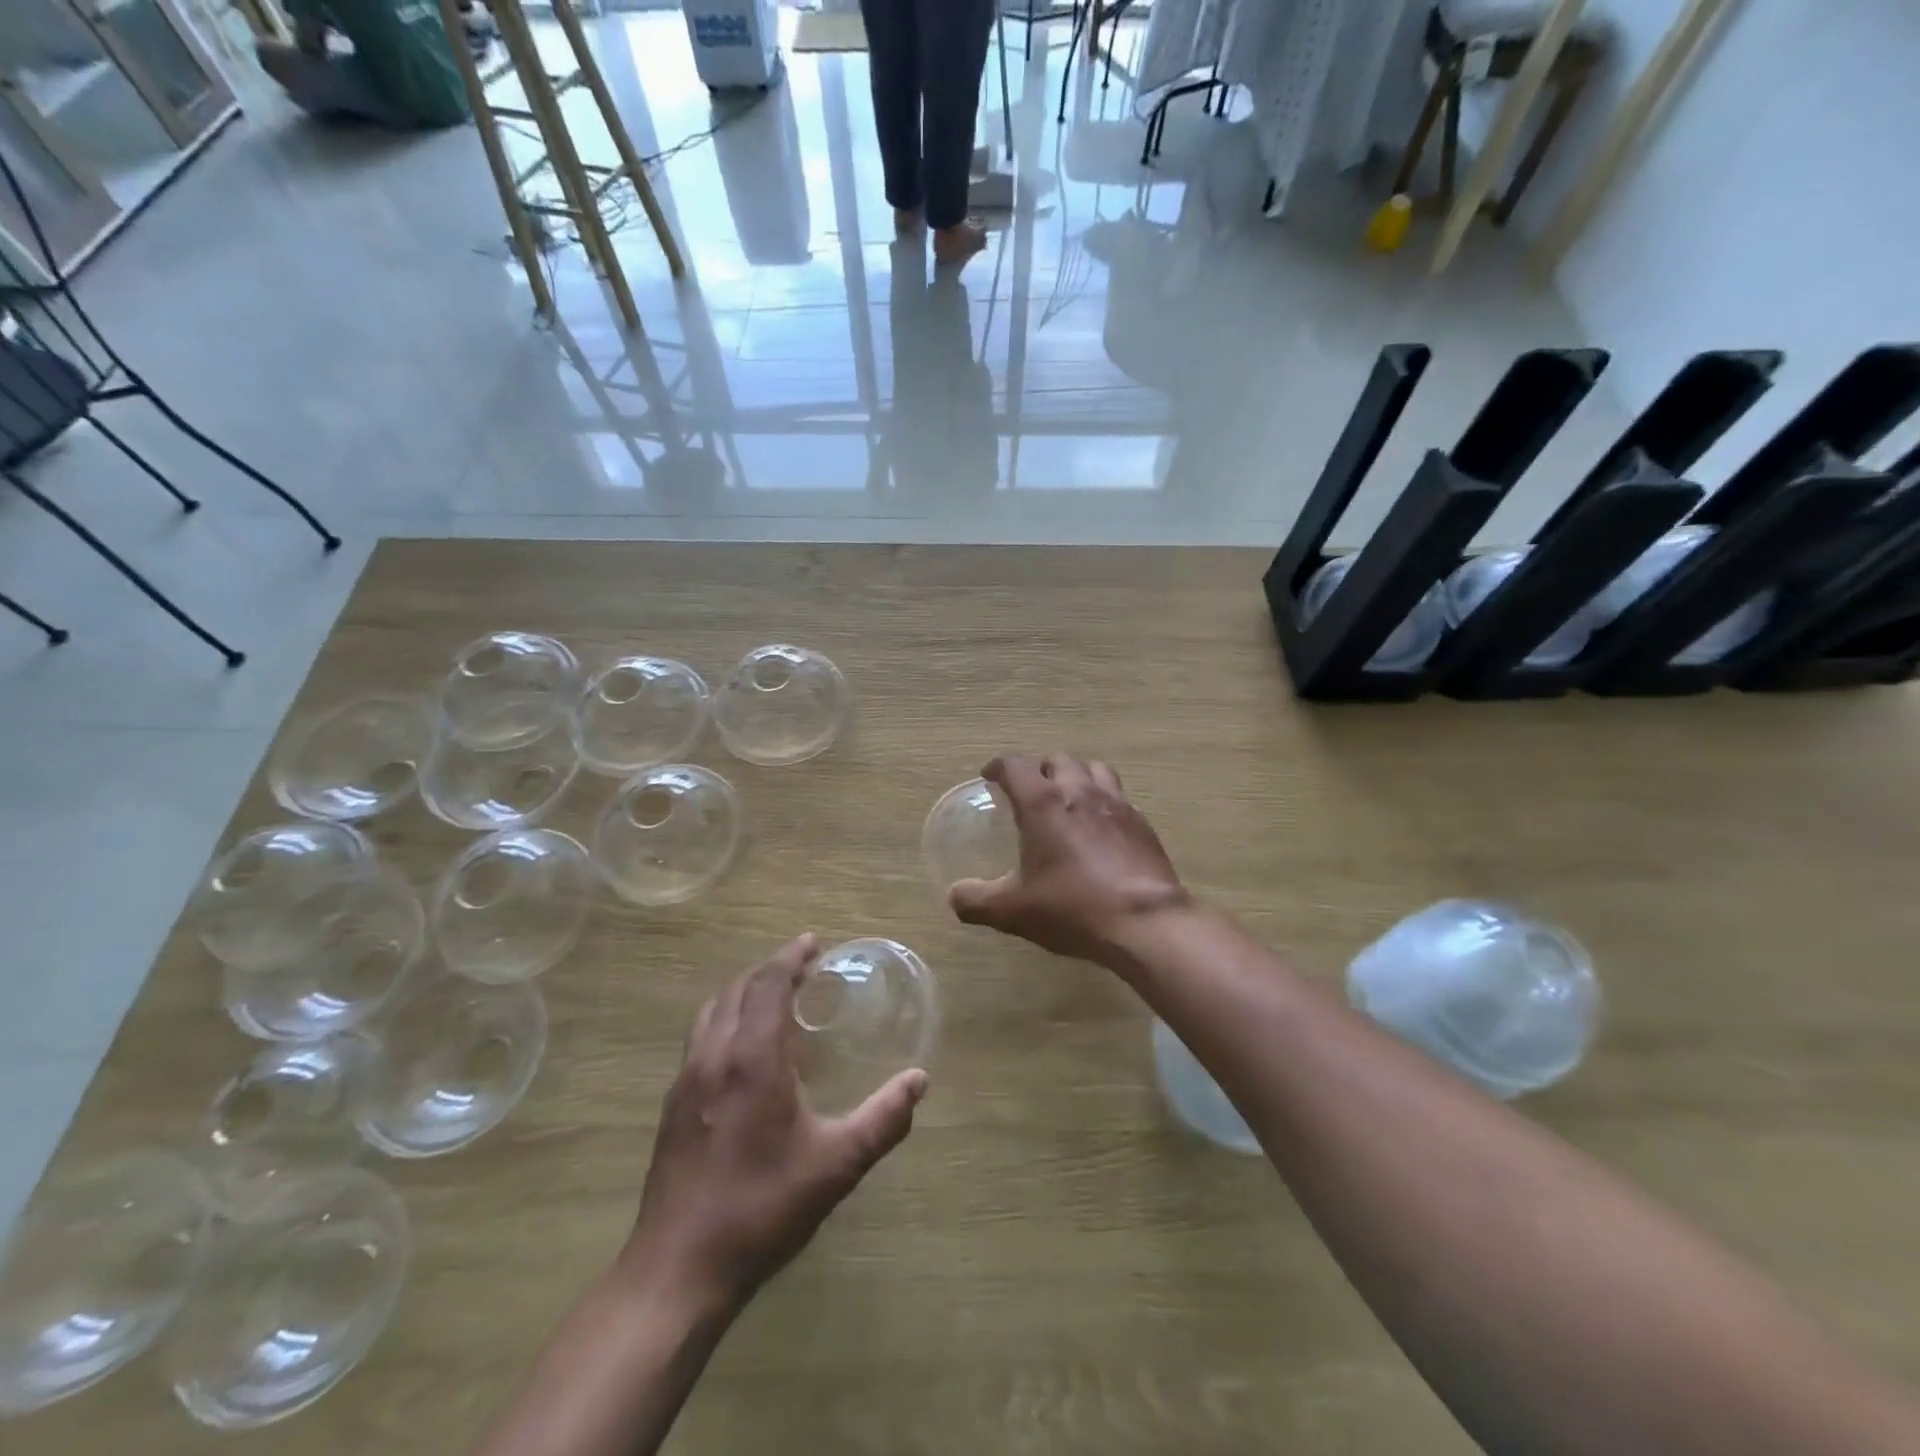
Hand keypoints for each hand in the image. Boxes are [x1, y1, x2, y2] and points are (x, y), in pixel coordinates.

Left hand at [624, 936, 928, 1311]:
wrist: (678, 1269)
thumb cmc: (762, 1208)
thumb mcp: (836, 1164)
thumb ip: (883, 1119)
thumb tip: (919, 1080)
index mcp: (752, 1058)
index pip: (767, 984)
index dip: (790, 958)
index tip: (813, 943)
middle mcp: (714, 1056)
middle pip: (737, 989)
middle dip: (769, 969)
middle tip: (802, 967)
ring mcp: (686, 1080)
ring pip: (712, 1011)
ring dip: (743, 991)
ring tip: (772, 997)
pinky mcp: (672, 1105)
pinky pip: (700, 1038)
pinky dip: (724, 1019)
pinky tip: (742, 1049)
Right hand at [949, 754, 1188, 969]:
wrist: (1144, 921)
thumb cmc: (1072, 907)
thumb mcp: (1013, 911)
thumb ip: (976, 901)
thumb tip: (954, 896)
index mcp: (1043, 803)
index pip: (1015, 766)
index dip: (998, 767)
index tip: (990, 776)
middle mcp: (1079, 791)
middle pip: (1058, 760)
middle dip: (1040, 770)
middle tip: (1031, 793)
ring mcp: (1116, 804)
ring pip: (1094, 769)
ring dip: (1077, 776)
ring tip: (1069, 800)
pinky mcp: (1141, 823)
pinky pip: (1119, 797)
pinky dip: (1104, 802)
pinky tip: (1101, 830)